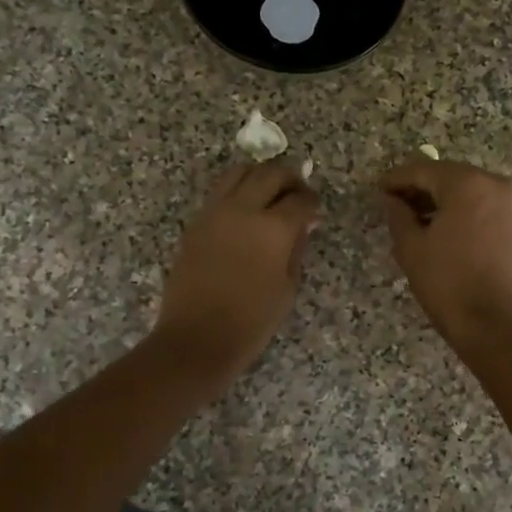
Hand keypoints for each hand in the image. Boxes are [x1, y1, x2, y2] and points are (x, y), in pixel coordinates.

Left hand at [153, 163, 320, 386]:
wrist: (196, 338)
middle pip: (270, 173)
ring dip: (259, 176)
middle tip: (298, 191)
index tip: (315, 210)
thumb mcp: (287, 288)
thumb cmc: (251, 322)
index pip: (300, 200)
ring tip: (269, 193)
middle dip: (289, 177)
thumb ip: (296, 249)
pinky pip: (220, 192)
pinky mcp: (196, 223)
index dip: (312, 202)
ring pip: (239, 172)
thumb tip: (304, 225)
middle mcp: (243, 210)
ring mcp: (214, 213)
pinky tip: (246, 211)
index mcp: (273, 228)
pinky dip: (237, 191)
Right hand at [381, 156, 511, 351]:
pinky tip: (437, 225)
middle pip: (446, 175)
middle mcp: (492, 183)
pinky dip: (457, 207)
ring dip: (438, 197)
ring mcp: (507, 202)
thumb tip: (391, 199)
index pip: (423, 170)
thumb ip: (397, 214)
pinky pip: (479, 202)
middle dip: (419, 186)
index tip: (377, 189)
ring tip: (411, 217)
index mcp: (466, 184)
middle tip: (392, 202)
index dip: (397, 179)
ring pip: (464, 188)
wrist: (491, 322)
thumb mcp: (411, 247)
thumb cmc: (446, 282)